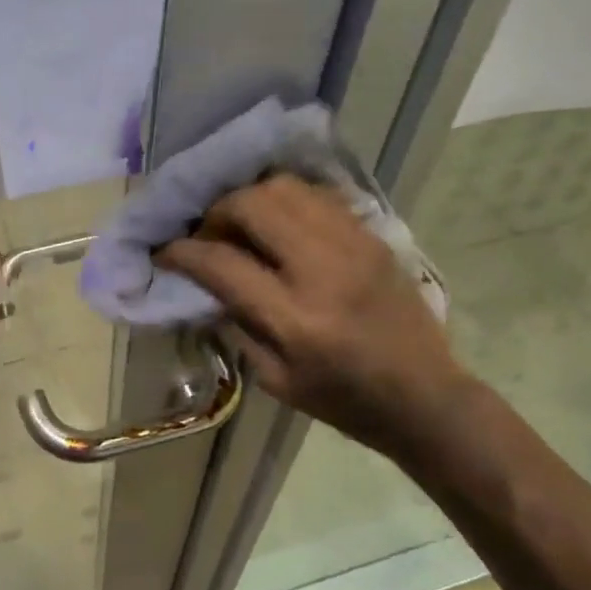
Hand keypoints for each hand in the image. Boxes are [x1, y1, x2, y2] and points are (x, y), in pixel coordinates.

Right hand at [157, 175, 469, 456]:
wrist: (425, 396)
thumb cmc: (344, 401)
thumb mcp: (277, 380)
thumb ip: (236, 326)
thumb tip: (202, 285)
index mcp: (295, 319)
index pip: (222, 263)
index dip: (182, 252)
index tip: (164, 252)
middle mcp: (322, 269)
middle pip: (252, 205)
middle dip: (215, 212)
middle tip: (208, 234)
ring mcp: (352, 244)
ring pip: (284, 188)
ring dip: (250, 199)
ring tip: (242, 224)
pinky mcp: (371, 235)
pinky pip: (317, 195)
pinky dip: (286, 200)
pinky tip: (279, 224)